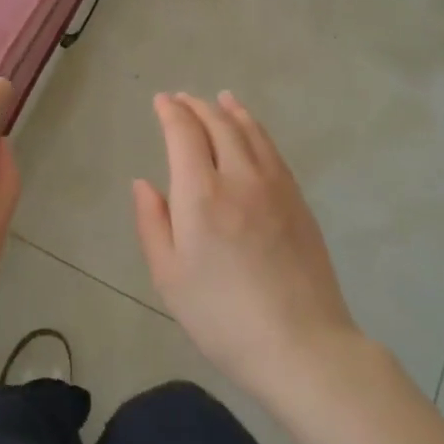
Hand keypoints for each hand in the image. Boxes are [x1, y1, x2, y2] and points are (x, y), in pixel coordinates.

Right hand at [133, 92, 361, 400]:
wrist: (301, 344)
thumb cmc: (222, 317)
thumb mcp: (169, 277)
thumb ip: (152, 223)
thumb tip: (143, 183)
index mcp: (200, 195)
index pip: (184, 134)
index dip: (170, 112)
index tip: (160, 101)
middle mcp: (238, 177)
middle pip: (218, 124)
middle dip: (196, 106)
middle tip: (181, 99)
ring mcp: (274, 185)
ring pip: (249, 131)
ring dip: (230, 110)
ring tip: (219, 99)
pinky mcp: (297, 199)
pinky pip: (272, 150)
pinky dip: (256, 129)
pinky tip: (251, 131)